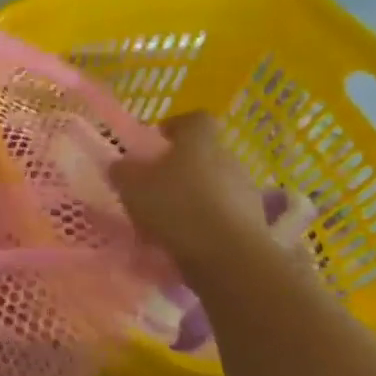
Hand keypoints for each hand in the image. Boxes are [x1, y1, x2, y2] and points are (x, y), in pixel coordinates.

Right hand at [108, 112, 271, 271]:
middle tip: (157, 184)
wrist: (228, 256)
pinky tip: (188, 240)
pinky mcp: (254, 222)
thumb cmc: (176, 207)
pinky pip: (225, 213)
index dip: (176, 126)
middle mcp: (228, 159)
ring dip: (196, 195)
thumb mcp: (132, 187)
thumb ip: (123, 171)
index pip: (194, 120)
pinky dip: (207, 221)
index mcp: (200, 142)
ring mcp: (246, 191)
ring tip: (170, 218)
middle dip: (183, 166)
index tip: (160, 139)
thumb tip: (121, 165)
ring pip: (216, 185)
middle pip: (205, 154)